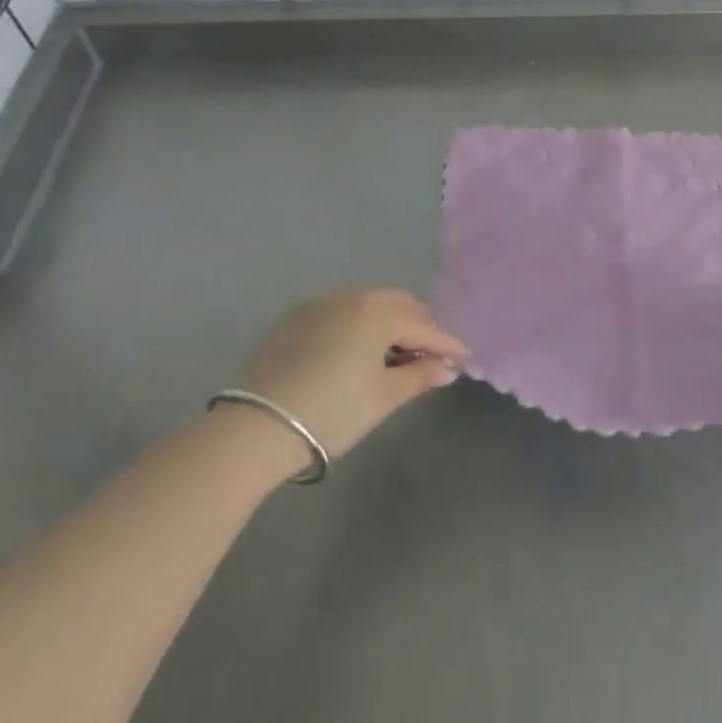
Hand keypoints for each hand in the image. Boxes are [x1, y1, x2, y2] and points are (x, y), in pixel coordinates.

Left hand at [242, 287, 469, 458]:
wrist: (256, 427)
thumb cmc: (332, 412)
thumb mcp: (383, 398)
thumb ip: (419, 376)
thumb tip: (446, 368)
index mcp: (378, 311)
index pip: (424, 326)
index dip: (447, 344)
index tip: (464, 358)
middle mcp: (353, 295)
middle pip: (400, 304)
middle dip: (420, 327)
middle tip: (431, 356)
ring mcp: (322, 302)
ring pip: (371, 303)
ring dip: (390, 322)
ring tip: (396, 354)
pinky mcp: (297, 316)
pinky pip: (343, 310)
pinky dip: (361, 324)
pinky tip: (359, 349)